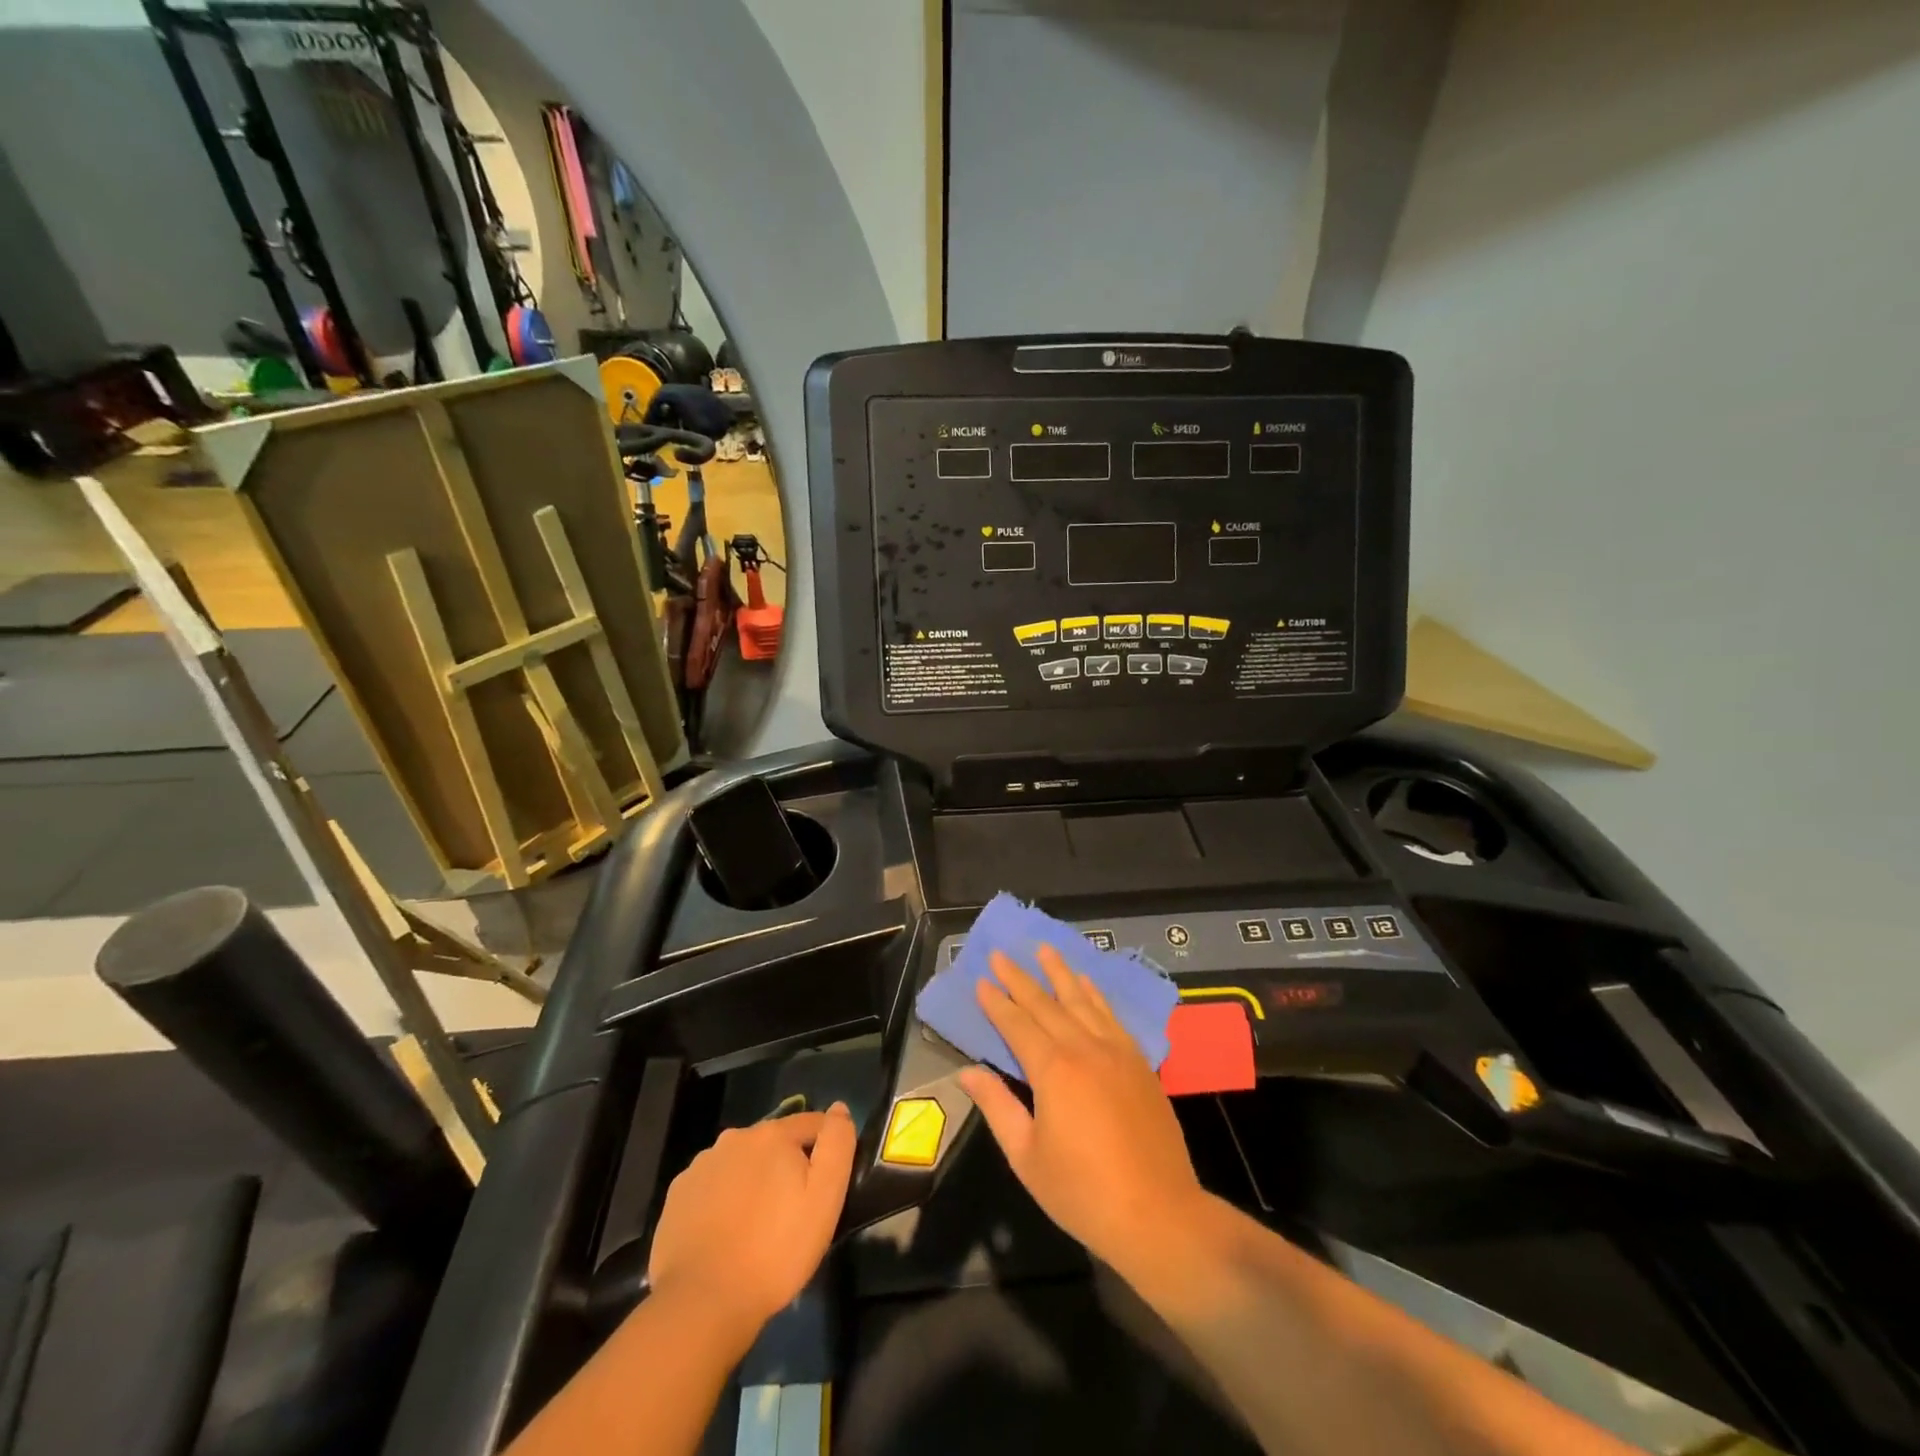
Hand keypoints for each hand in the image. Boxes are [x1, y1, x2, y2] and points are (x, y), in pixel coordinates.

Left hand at [647, 1103, 857, 1332]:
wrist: (703, 1303)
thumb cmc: (775, 1250)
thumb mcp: (825, 1198)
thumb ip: (837, 1144)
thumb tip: (839, 1109)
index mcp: (772, 1134)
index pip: (812, 1124)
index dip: (825, 1149)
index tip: (827, 1185)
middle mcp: (734, 1137)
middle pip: (774, 1143)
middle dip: (786, 1166)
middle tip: (792, 1210)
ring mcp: (701, 1165)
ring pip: (741, 1163)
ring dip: (753, 1181)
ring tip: (757, 1225)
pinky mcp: (677, 1195)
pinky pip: (712, 1186)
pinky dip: (723, 1199)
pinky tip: (725, 1233)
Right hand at [957, 947, 1205, 1270]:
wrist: (1159, 1214)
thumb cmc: (1083, 1192)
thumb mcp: (1027, 1156)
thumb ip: (998, 1107)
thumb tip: (968, 1072)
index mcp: (1053, 1070)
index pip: (1017, 1025)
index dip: (997, 1002)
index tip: (980, 980)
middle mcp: (1084, 1048)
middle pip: (1046, 1004)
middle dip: (1020, 978)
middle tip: (1000, 953)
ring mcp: (1116, 1052)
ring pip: (1082, 1000)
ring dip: (1060, 973)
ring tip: (1044, 948)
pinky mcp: (1139, 1063)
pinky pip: (1112, 1016)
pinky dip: (1096, 995)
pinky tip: (1087, 983)